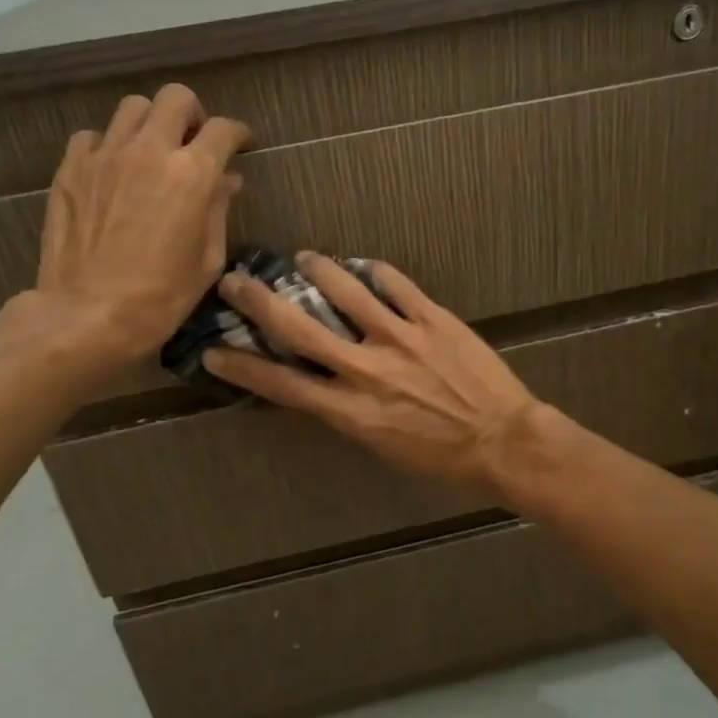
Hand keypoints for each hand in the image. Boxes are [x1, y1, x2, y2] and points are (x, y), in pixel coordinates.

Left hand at [33, 83, 249, 372]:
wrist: (88, 314)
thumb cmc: (161, 297)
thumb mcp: (206, 259)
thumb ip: (218, 209)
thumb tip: (227, 179)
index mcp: (191, 174)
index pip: (223, 129)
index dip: (238, 133)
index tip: (241, 144)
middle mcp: (149, 150)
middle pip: (176, 98)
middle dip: (193, 114)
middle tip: (194, 141)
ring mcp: (105, 155)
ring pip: (133, 108)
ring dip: (150, 123)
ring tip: (151, 152)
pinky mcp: (71, 168)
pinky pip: (93, 136)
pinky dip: (109, 144)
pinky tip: (113, 170)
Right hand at [204, 253, 541, 495]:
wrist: (502, 442)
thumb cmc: (443, 459)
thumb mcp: (381, 445)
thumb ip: (349, 410)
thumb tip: (328, 380)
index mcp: (350, 411)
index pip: (282, 384)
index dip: (243, 366)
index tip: (214, 351)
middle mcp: (366, 370)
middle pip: (300, 328)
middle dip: (260, 302)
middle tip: (236, 281)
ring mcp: (400, 338)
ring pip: (346, 292)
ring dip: (318, 269)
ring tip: (304, 258)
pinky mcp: (432, 319)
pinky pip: (396, 284)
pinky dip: (375, 271)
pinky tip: (364, 266)